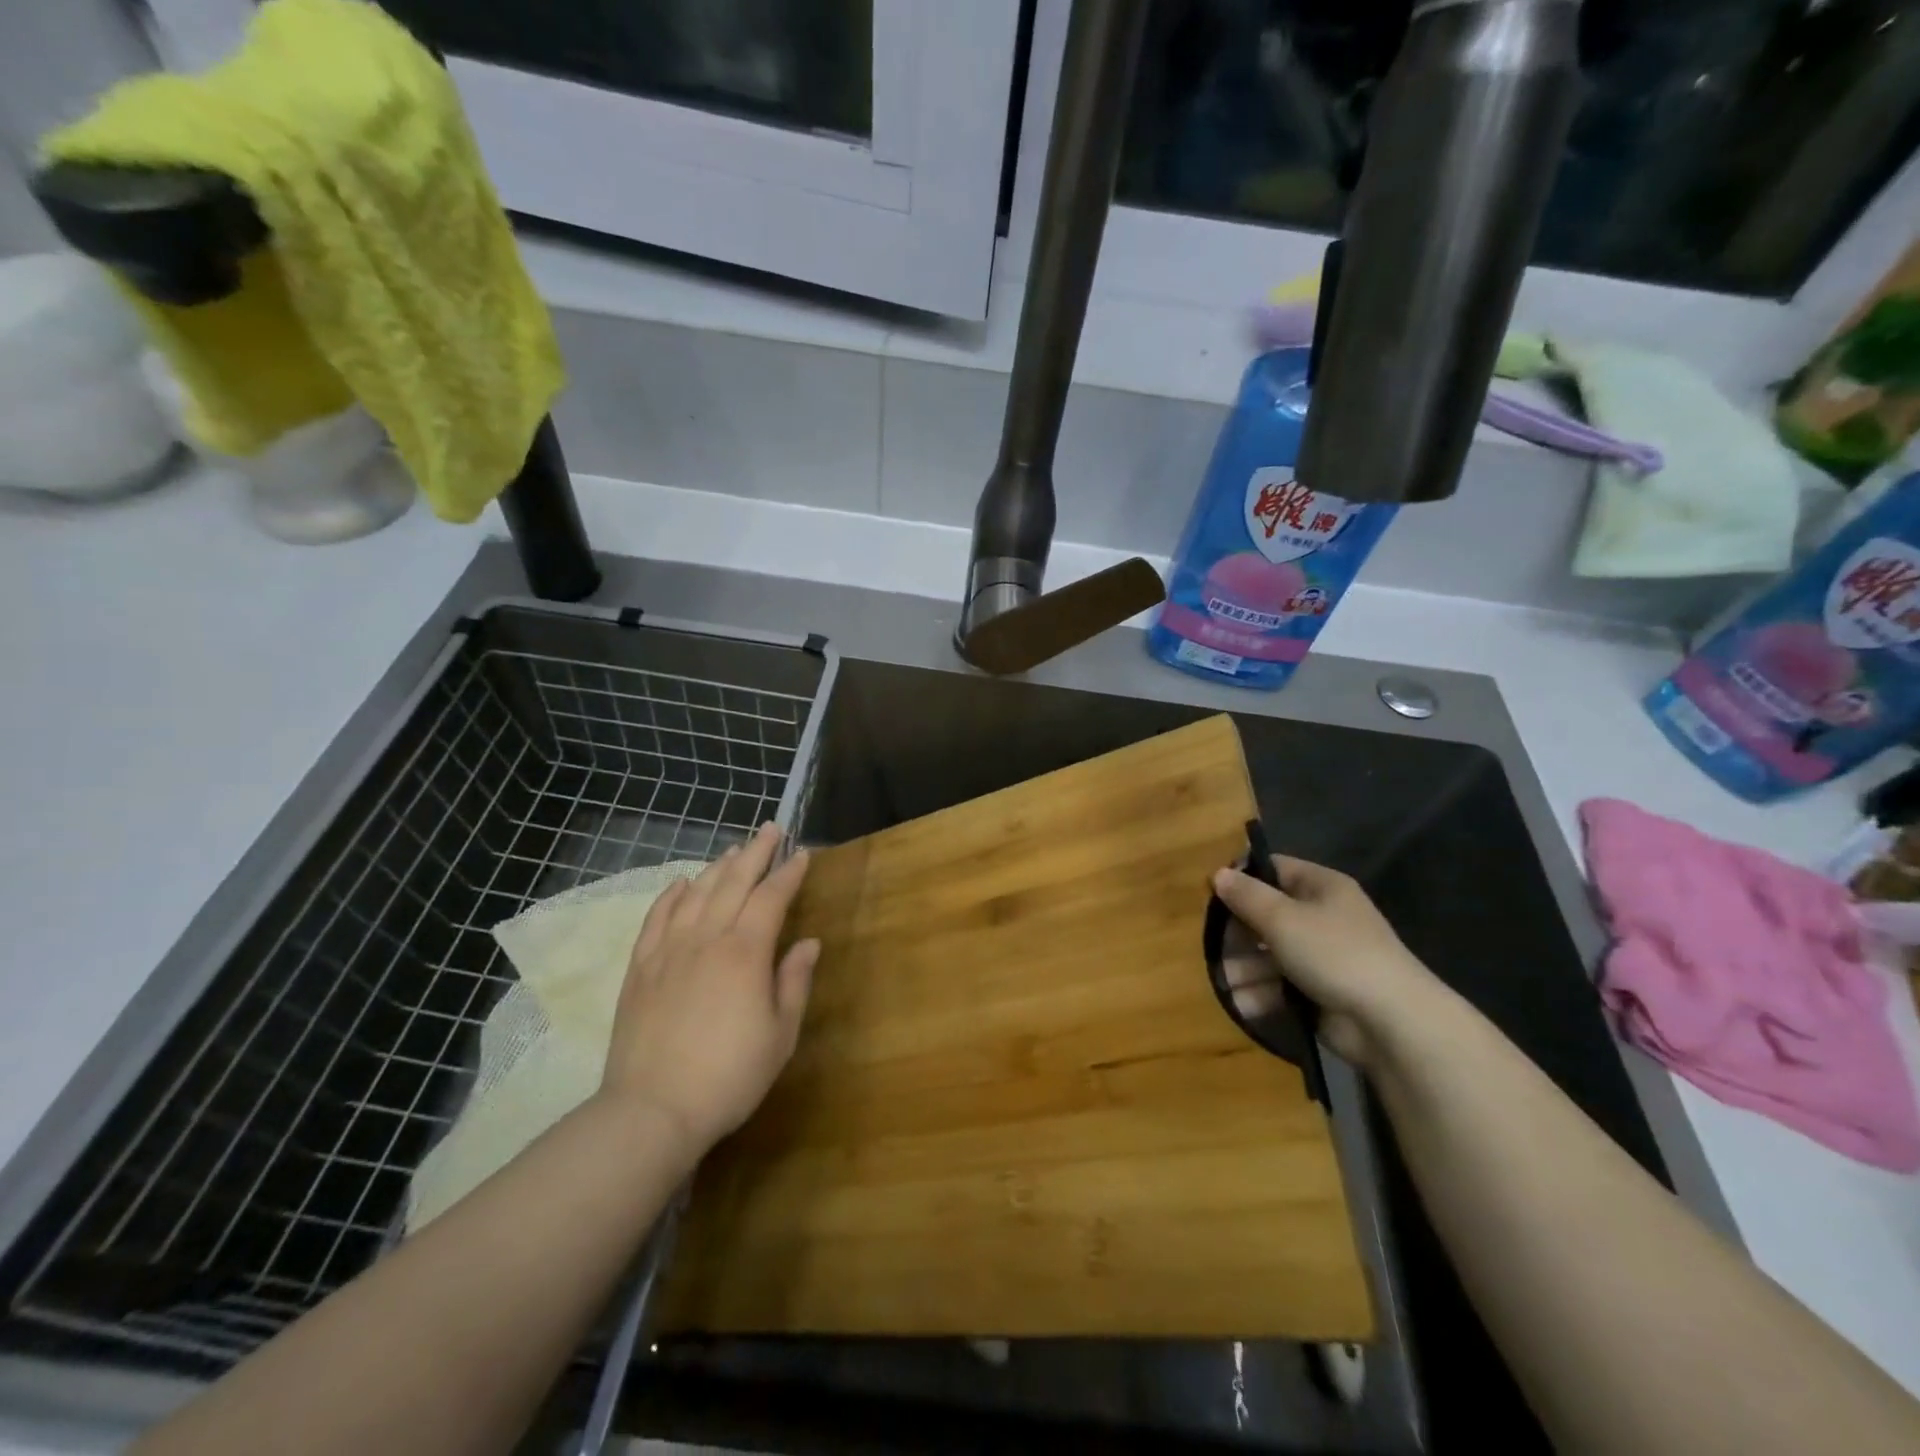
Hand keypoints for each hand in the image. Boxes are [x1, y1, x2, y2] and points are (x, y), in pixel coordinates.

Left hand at [599, 823, 818, 1158]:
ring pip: (696, 893)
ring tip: (734, 849)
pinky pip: (656, 918)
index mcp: (745, 952)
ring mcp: (668, 950)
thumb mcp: (780, 1034)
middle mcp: (707, 939)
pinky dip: (671, 895)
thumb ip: (794, 982)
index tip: (802, 854)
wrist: (652, 1111)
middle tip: (770, 829)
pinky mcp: (640, 968)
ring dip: (718, 867)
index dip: (789, 873)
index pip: (772, 898)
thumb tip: (809, 942)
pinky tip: (681, 884)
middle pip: (733, 882)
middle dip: (755, 853)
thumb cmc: (729, 1076)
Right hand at [1211, 855, 1448, 1069]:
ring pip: (1270, 954)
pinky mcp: (1320, 993)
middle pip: (1267, 915)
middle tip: (1214, 947)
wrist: (1391, 1022)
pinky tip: (1242, 1004)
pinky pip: (1281, 986)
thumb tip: (1217, 874)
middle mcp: (1322, 917)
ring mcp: (1322, 957)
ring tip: (1226, 983)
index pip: (1274, 870)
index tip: (1212, 895)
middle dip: (1238, 933)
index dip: (1242, 879)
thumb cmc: (1335, 954)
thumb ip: (1246, 896)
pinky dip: (1261, 993)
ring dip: (1244, 967)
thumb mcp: (1283, 918)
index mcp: (1321, 888)